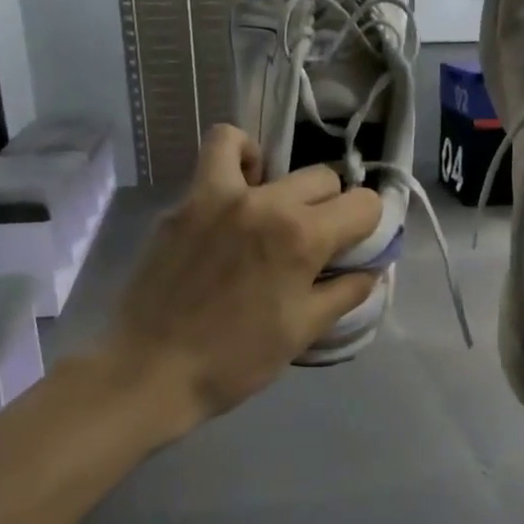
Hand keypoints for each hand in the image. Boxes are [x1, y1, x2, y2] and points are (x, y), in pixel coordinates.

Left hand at [102, 124, 382, 430]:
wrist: (152, 369)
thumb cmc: (236, 360)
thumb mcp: (304, 332)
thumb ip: (345, 292)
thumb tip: (370, 269)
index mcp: (302, 237)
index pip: (364, 204)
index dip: (370, 226)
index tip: (354, 249)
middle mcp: (266, 202)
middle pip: (324, 180)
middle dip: (332, 209)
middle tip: (314, 246)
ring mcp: (220, 195)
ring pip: (273, 157)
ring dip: (287, 180)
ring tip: (275, 210)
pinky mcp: (186, 201)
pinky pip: (218, 154)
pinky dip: (237, 157)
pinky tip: (238, 189)